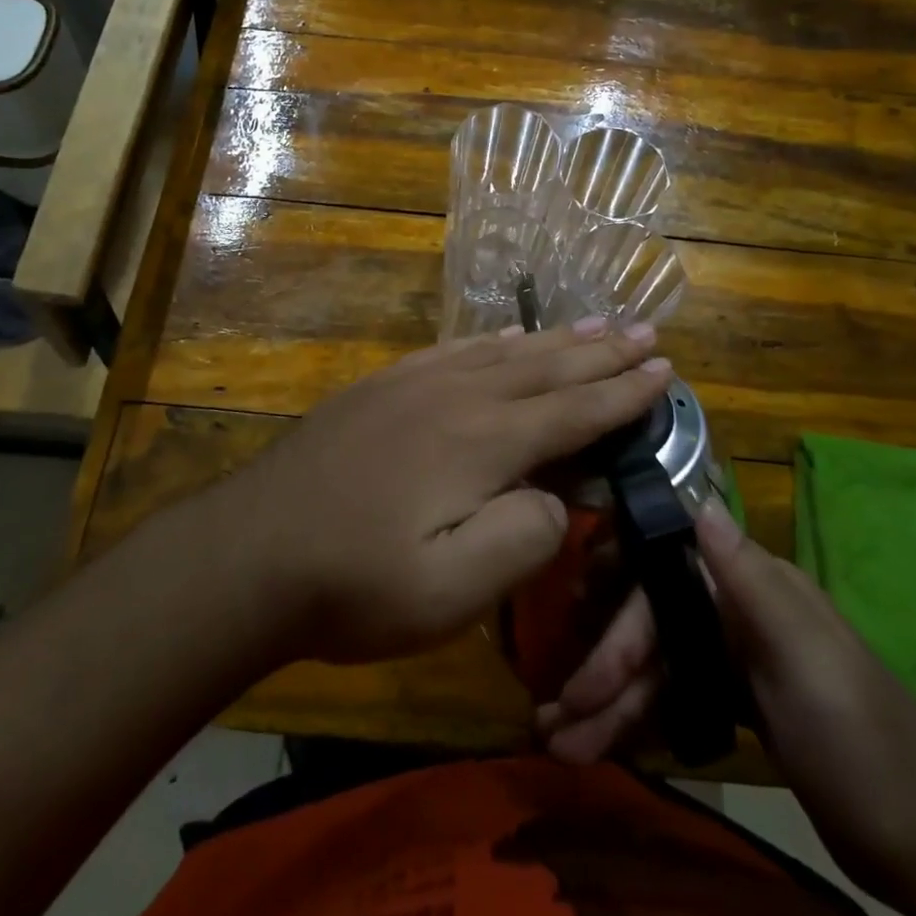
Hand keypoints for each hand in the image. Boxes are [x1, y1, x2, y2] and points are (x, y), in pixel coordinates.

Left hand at [215, 318, 673, 665]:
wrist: (251, 551)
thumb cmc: (354, 584)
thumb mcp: (451, 592)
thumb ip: (522, 538)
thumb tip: (557, 497)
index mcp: (483, 442)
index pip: (573, 411)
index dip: (623, 392)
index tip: (664, 369)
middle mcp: (457, 397)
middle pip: (546, 367)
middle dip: (601, 351)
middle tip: (646, 330)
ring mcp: (414, 384)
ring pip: (504, 352)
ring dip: (555, 339)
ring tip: (595, 323)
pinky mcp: (381, 387)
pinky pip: (454, 350)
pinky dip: (493, 342)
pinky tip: (505, 338)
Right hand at [537, 500, 915, 900]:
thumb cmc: (864, 740)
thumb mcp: (806, 657)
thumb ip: (747, 578)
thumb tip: (699, 498)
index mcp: (751, 586)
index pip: (662, 573)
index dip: (615, 597)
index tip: (571, 617)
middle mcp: (735, 609)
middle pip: (650, 625)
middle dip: (602, 669)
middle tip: (554, 717)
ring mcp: (734, 658)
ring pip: (655, 666)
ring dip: (609, 703)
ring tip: (562, 746)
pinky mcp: (736, 702)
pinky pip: (670, 698)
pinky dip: (637, 719)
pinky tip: (604, 742)